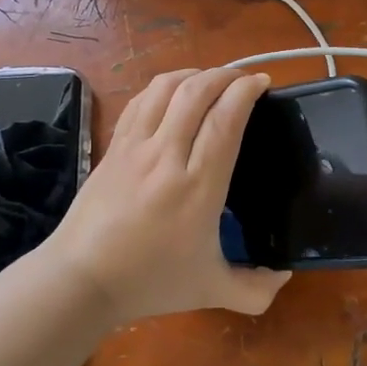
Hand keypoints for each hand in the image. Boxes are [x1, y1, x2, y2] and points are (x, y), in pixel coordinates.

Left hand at [42, 67, 290, 325]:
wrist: (81, 280)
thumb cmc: (150, 282)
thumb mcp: (211, 291)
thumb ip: (255, 290)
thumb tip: (285, 277)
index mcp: (198, 187)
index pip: (224, 120)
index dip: (245, 91)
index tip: (262, 82)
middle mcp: (166, 157)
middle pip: (196, 93)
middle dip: (224, 75)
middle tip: (243, 78)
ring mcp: (135, 148)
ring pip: (164, 89)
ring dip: (193, 74)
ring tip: (211, 79)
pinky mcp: (113, 147)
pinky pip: (139, 102)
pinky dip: (161, 87)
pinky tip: (172, 93)